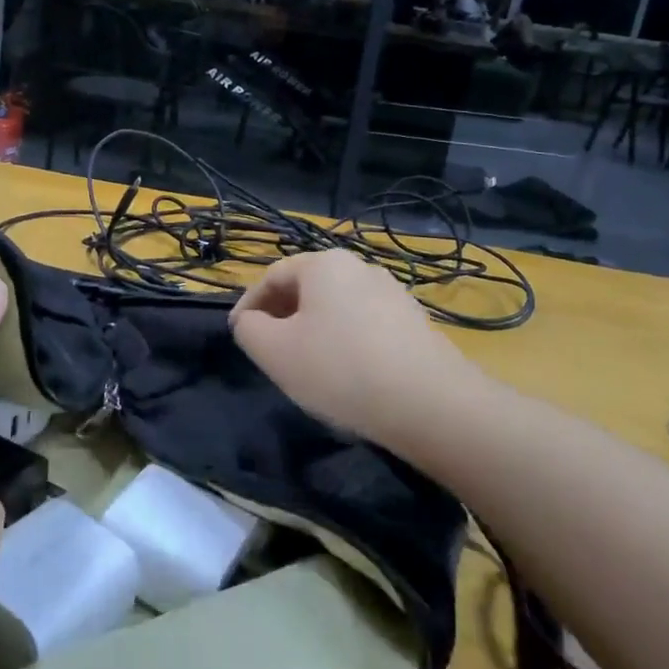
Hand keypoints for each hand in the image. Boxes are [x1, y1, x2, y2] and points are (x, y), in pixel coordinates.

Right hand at [229, 251, 474, 454]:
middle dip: (281, 317)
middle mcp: (360, 267)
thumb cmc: (340, 369)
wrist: (430, 404)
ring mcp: (392, 293)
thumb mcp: (274, 351)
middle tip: (268, 352)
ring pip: (335, 308)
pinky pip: (363, 325)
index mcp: (324, 264)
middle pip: (306, 288)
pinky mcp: (413, 322)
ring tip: (305, 366)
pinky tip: (345, 375)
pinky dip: (343, 342)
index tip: (238, 335)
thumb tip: (250, 321)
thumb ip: (249, 329)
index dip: (248, 306)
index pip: (272, 276)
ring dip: (312, 331)